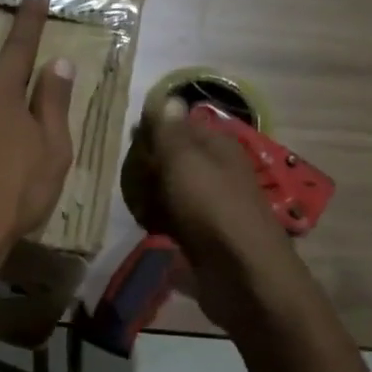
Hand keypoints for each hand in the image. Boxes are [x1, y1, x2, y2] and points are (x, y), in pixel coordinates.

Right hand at [122, 98, 288, 259]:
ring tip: (133, 203)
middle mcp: (218, 171)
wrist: (243, 274)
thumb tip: (167, 97)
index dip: (154, 130)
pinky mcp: (204, 236)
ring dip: (150, 196)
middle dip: (148, 166)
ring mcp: (211, 204)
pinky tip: (146, 227)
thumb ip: (170, 130)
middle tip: (129, 177)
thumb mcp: (183, 160)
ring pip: (171, 190)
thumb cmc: (211, 207)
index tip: (130, 141)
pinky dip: (158, 222)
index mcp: (218, 146)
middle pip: (174, 158)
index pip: (181, 124)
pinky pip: (173, 220)